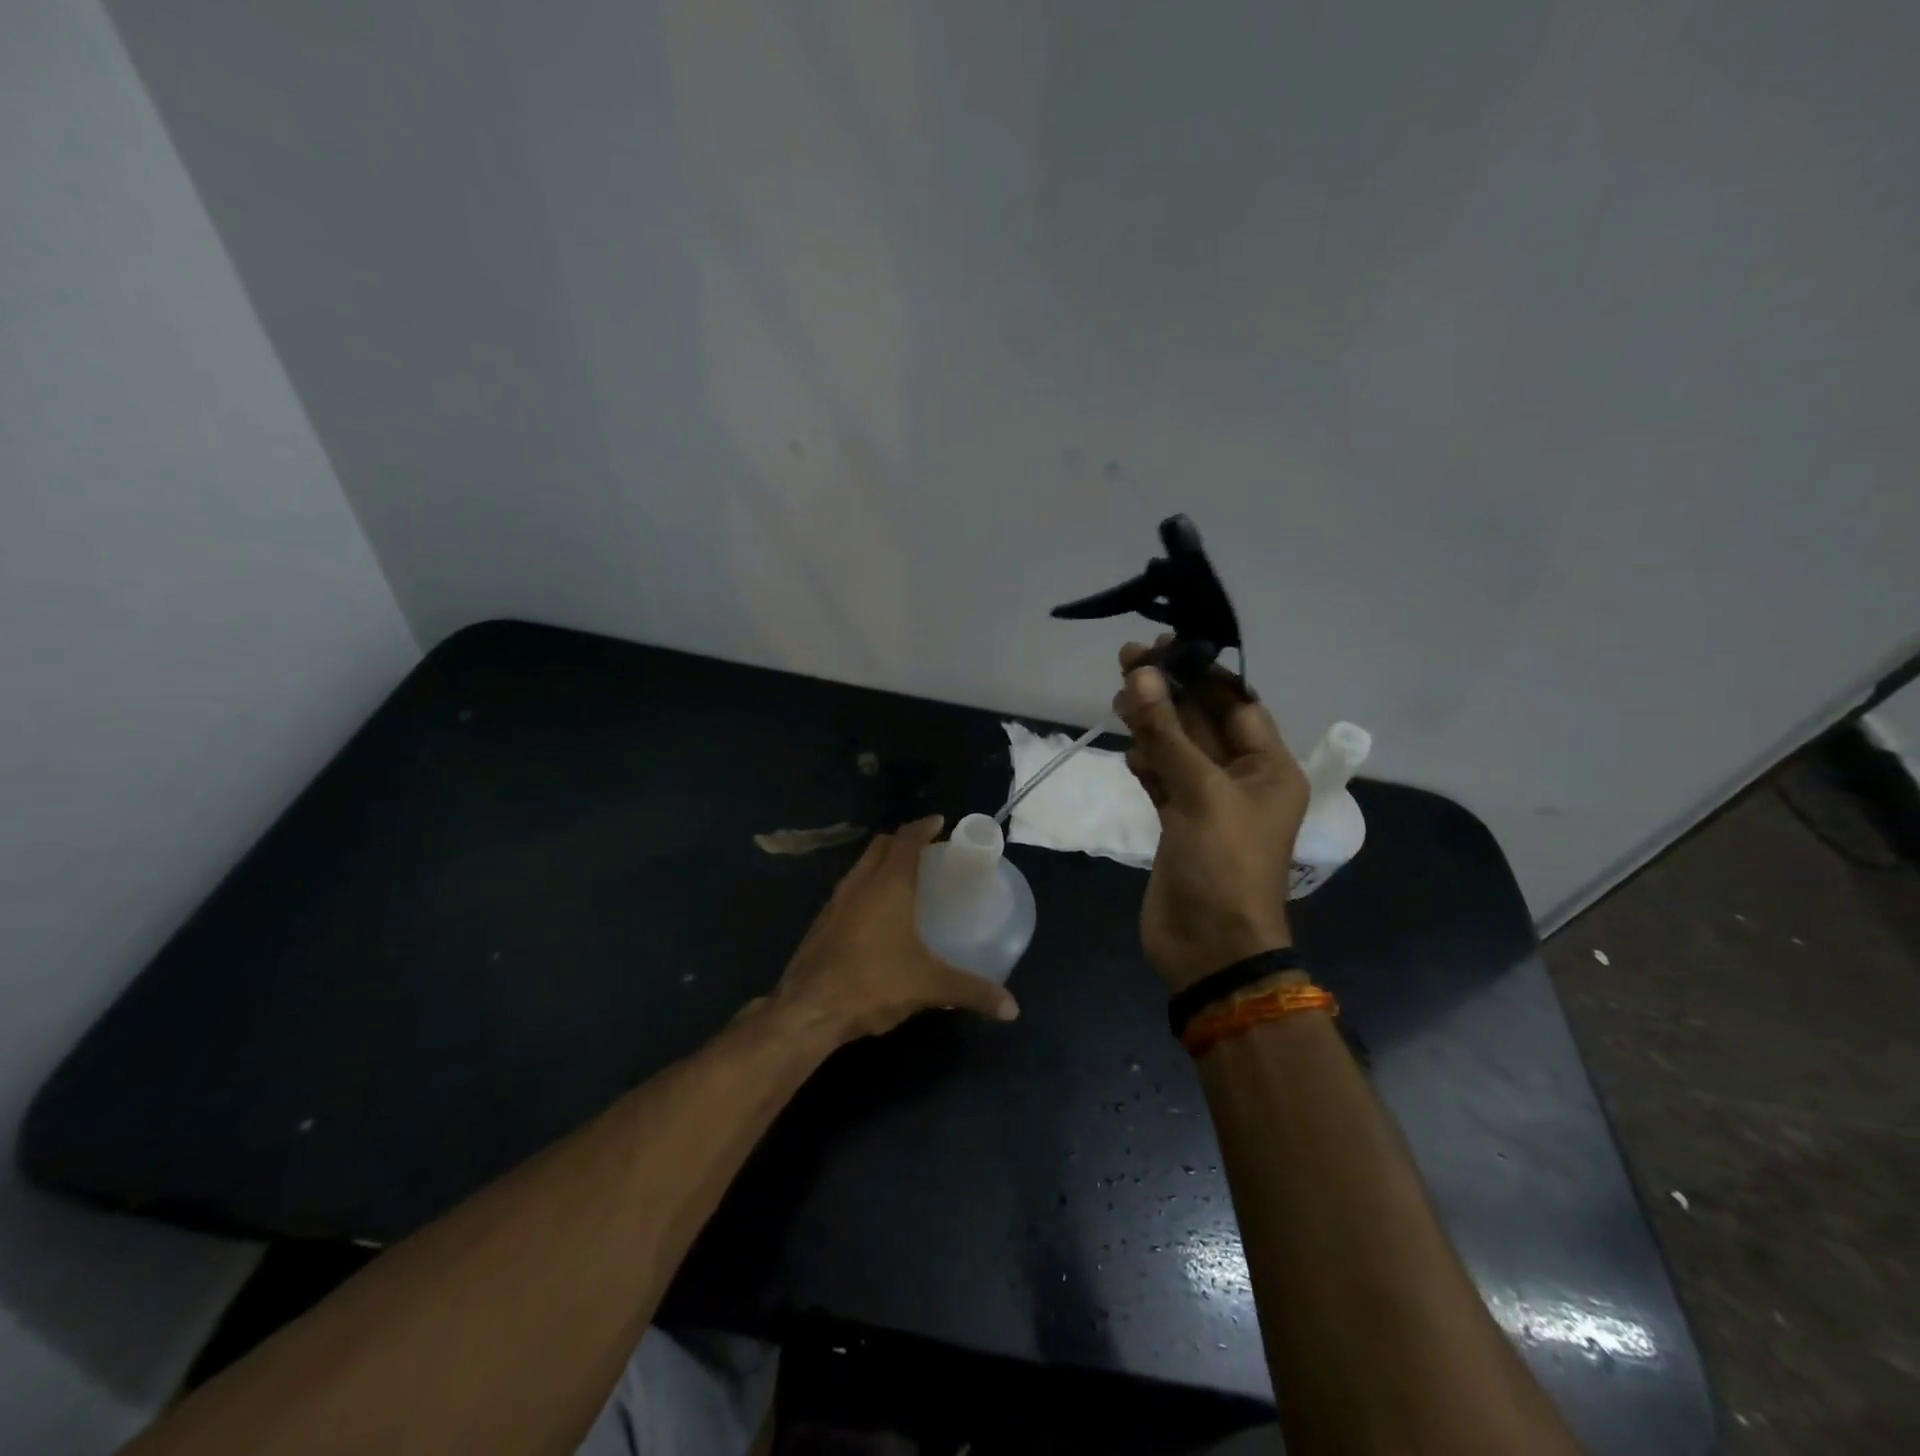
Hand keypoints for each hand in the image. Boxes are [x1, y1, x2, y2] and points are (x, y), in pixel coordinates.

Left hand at [773, 815, 1019, 1041]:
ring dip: (882, 863)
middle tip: (928, 851)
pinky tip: (878, 915)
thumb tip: (1012, 1008)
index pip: (906, 839)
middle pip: (881, 846)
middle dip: (903, 841)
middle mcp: (860, 883)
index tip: (940, 823)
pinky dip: (866, 887)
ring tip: (905, 879)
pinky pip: (848, 890)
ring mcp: (835, 902)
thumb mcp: (930, 987)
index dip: (924, 826)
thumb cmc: (873, 984)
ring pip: (861, 866)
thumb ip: (972, 991)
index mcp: (888, 884)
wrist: (808, 1010)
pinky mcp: (821, 923)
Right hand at [1115, 638, 1308, 990]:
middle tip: (1128, 660)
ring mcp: (1208, 802)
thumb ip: (1168, 733)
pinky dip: (1146, 761)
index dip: (1202, 673)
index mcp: (1269, 768)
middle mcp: (1242, 779)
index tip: (1164, 647)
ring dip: (1152, 724)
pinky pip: (1163, 778)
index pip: (1237, 704)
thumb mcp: (1199, 793)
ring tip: (1120, 697)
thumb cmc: (1222, 865)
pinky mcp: (1179, 823)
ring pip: (1178, 748)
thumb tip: (1144, 675)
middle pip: (1203, 722)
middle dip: (1169, 693)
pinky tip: (1128, 750)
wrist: (1210, 947)